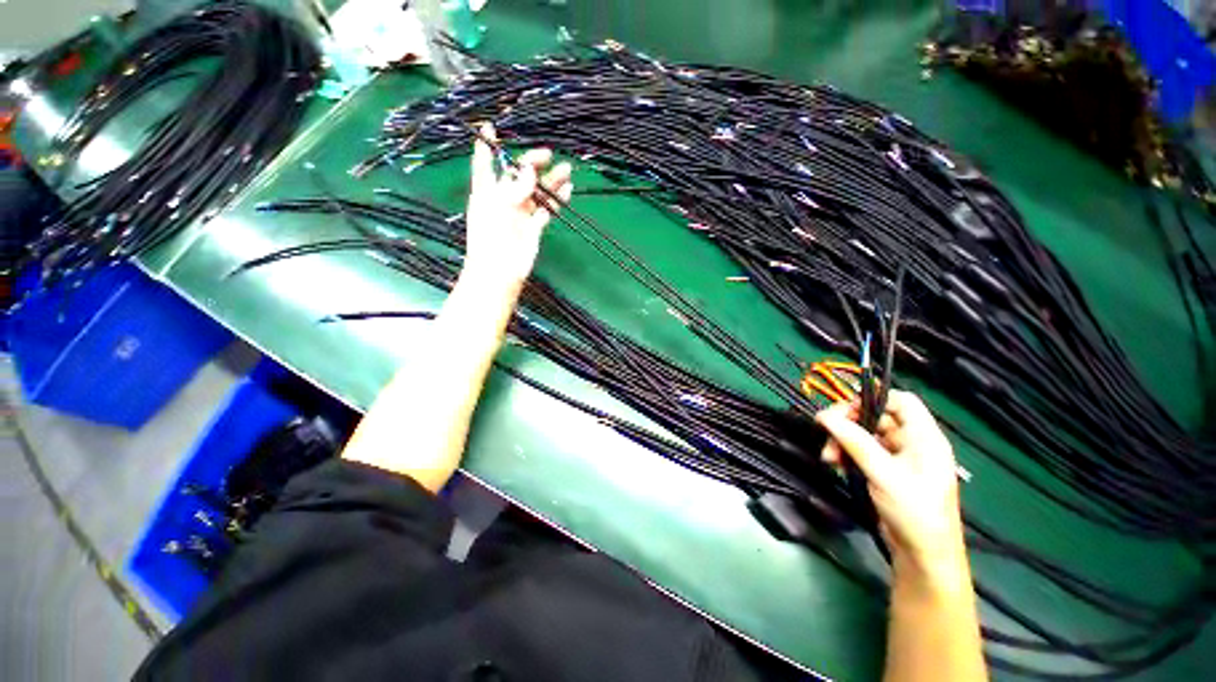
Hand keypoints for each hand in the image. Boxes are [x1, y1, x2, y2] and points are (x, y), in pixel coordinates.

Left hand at [464, 123, 572, 288]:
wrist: (500, 270)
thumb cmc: (491, 235)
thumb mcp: (499, 204)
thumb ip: (516, 186)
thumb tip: (531, 170)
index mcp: (487, 191)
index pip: (486, 164)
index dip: (486, 146)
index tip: (489, 127)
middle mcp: (504, 199)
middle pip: (519, 175)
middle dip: (532, 162)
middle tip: (548, 154)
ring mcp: (520, 214)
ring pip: (537, 192)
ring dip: (550, 181)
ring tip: (566, 169)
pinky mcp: (534, 227)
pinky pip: (546, 210)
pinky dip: (556, 200)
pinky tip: (566, 191)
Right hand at [816, 391, 964, 574]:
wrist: (922, 556)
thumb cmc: (914, 512)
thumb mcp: (883, 474)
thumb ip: (855, 442)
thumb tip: (824, 416)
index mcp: (924, 438)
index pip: (901, 401)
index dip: (873, 400)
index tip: (844, 411)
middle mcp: (912, 443)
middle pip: (876, 417)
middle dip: (849, 425)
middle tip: (826, 434)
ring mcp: (898, 459)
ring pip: (864, 435)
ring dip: (843, 442)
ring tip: (829, 458)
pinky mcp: (886, 472)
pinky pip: (862, 452)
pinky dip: (847, 455)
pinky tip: (837, 465)